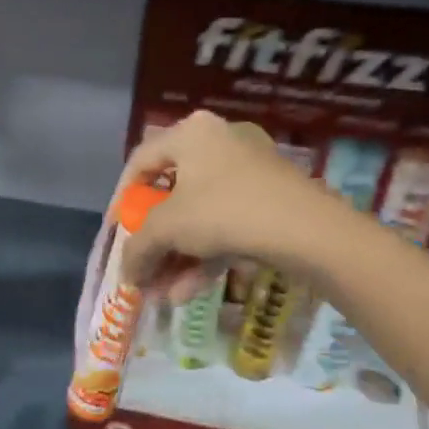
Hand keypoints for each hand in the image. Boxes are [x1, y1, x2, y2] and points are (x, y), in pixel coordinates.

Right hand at [116, 109, 341, 299]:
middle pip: (172, 195)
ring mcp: (250, 171)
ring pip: (200, 216)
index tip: (118, 232)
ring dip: (177, 258)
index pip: (140, 161)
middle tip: (143, 270)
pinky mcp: (271, 198)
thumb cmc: (226, 212)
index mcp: (191, 133)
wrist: (311, 231)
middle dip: (155, 242)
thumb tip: (127, 274)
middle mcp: (219, 142)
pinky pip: (227, 224)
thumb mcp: (168, 229)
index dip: (122, 199)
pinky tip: (189, 292)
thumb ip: (138, 249)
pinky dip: (206, 255)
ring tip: (164, 295)